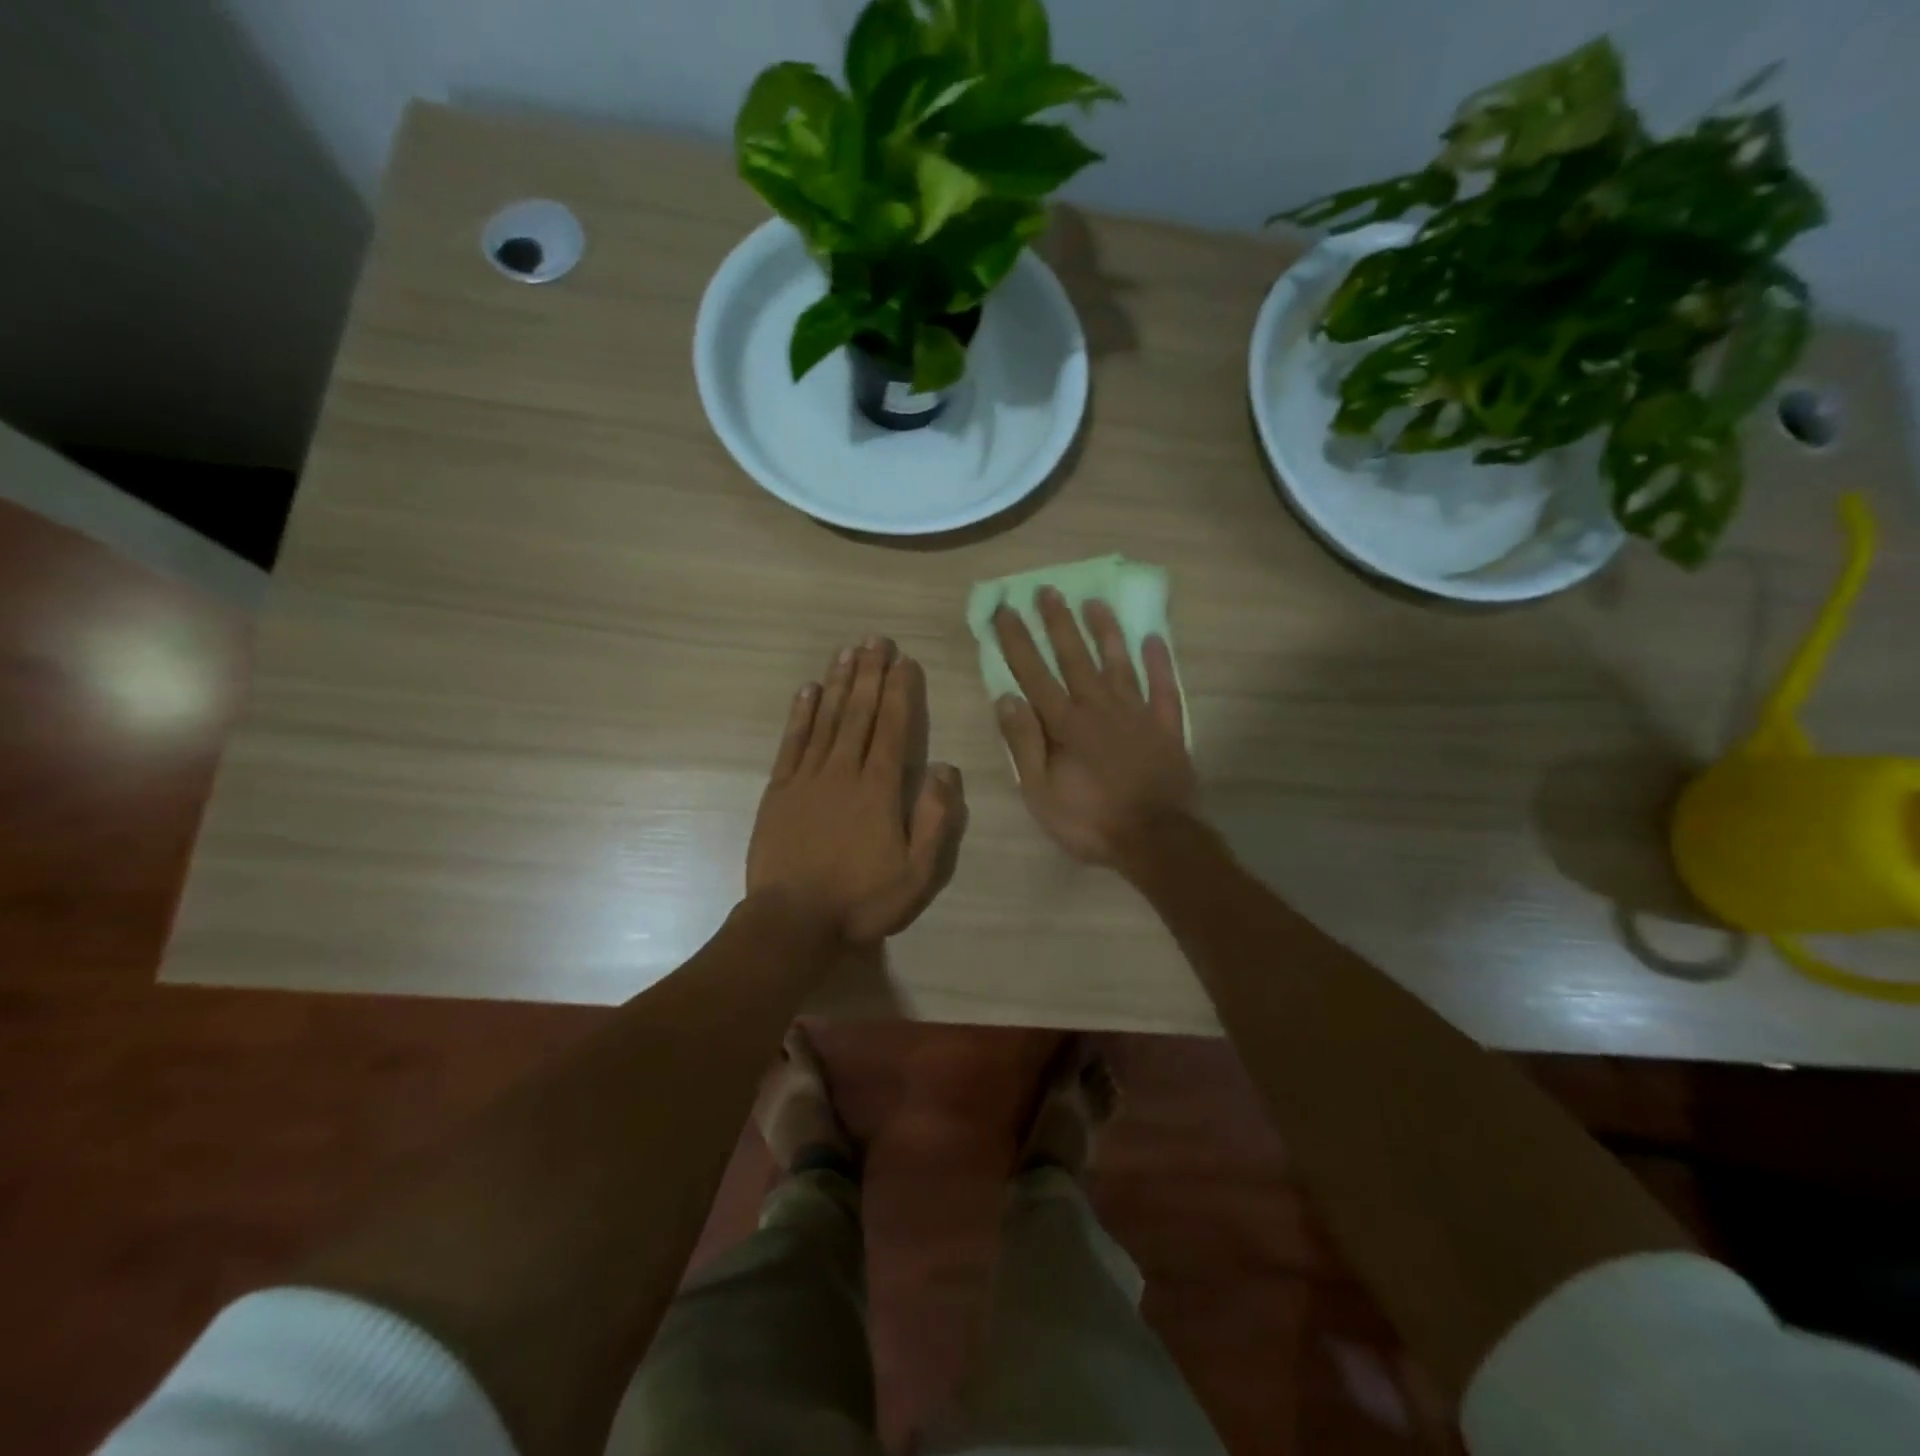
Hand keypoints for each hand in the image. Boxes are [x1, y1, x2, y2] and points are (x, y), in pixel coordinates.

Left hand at [748, 636, 967, 943]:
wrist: (793, 922)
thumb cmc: (862, 900)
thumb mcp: (917, 872)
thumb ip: (935, 817)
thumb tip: (944, 767)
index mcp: (879, 789)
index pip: (893, 728)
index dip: (900, 691)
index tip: (904, 661)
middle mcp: (843, 771)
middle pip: (859, 713)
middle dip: (870, 674)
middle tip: (875, 640)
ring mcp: (807, 778)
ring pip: (826, 719)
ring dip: (838, 683)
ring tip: (847, 652)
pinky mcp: (779, 791)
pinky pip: (792, 742)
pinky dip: (801, 714)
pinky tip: (808, 690)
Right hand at [992, 591, 1195, 867]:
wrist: (1157, 839)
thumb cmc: (1091, 821)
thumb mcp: (1041, 792)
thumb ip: (1024, 743)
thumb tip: (1006, 697)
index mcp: (1065, 725)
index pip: (1034, 674)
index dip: (1017, 641)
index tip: (1004, 610)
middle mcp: (1099, 708)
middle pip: (1075, 658)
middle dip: (1058, 623)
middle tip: (1046, 589)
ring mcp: (1137, 714)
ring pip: (1118, 663)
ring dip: (1105, 631)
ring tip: (1094, 602)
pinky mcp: (1166, 727)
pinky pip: (1164, 687)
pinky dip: (1159, 662)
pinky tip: (1153, 638)